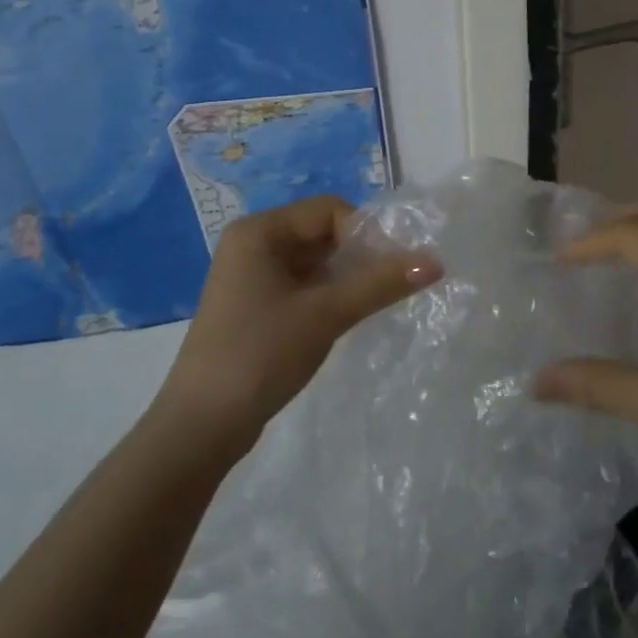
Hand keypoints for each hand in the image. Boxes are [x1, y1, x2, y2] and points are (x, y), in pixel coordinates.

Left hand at [157, 195, 441, 453]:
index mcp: (259, 231)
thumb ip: (380, 283)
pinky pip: (302, 284)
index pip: (328, 210)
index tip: (392, 267)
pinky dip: (329, 294)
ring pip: (315, 261)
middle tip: (390, 286)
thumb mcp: (326, 314)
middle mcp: (253, 244)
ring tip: (375, 303)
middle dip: (359, 255)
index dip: (366, 233)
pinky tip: (347, 317)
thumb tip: (436, 262)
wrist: (201, 426)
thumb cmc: (260, 355)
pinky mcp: (255, 305)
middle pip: (322, 232)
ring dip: (347, 277)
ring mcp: (251, 276)